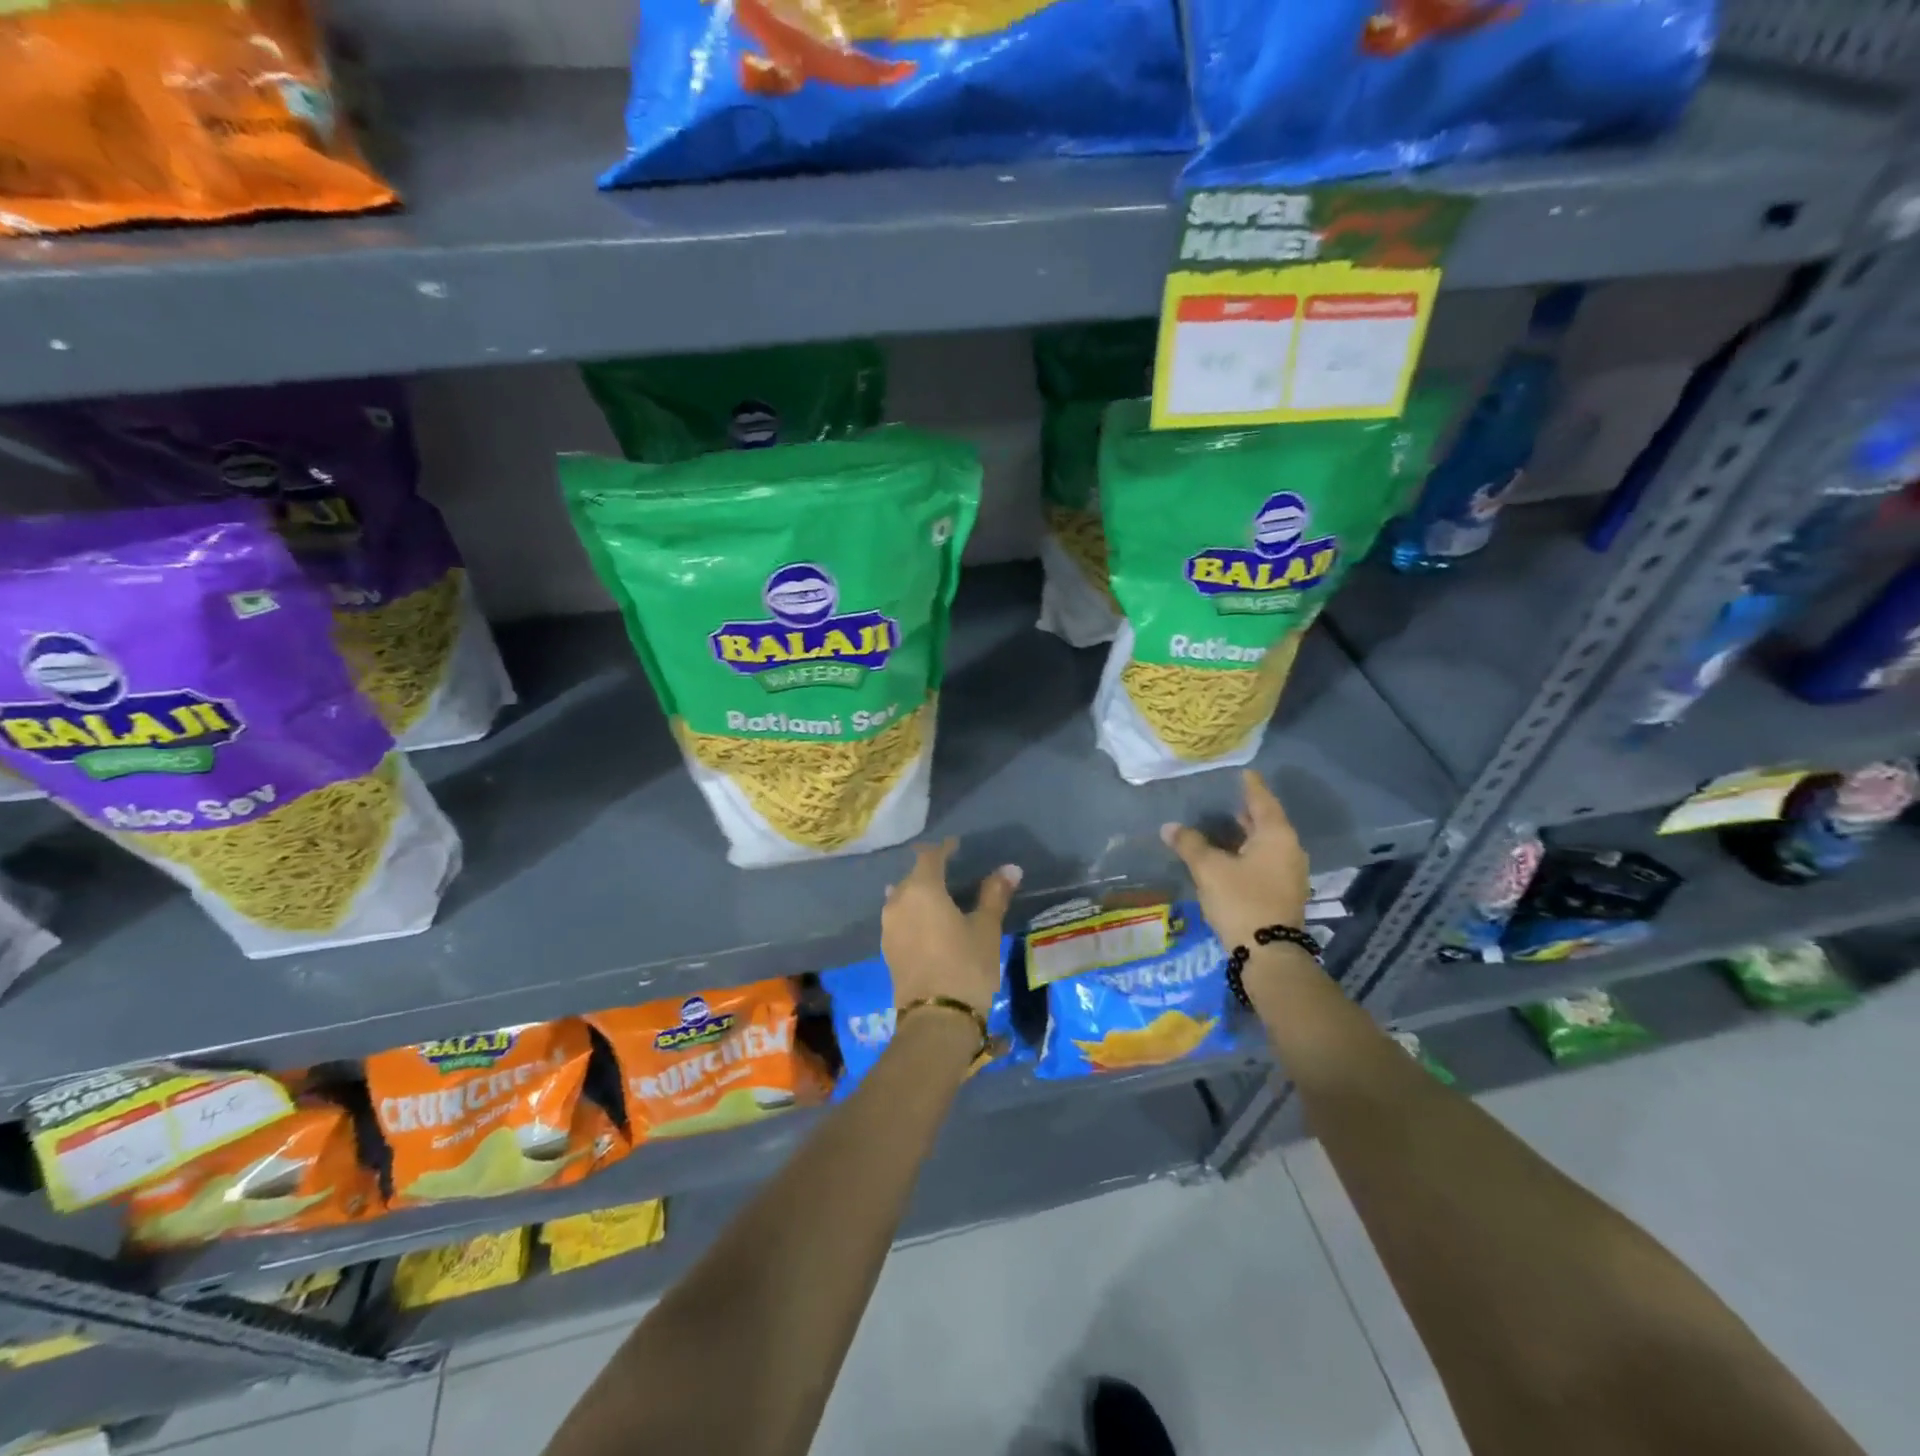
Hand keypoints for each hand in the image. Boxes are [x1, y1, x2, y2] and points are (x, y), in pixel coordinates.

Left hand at [881, 839, 1021, 1016]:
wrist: (936, 1019)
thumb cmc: (966, 965)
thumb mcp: (986, 928)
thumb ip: (994, 895)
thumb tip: (1010, 868)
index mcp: (922, 889)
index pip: (930, 857)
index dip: (944, 849)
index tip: (957, 846)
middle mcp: (898, 901)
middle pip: (912, 876)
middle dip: (930, 869)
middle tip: (950, 869)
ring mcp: (889, 926)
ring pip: (902, 897)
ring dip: (918, 891)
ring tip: (938, 894)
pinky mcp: (888, 948)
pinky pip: (899, 918)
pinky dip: (912, 912)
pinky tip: (925, 921)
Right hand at [1161, 770, 1310, 951]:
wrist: (1268, 953)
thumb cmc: (1241, 900)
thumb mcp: (1209, 869)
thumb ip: (1190, 844)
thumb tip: (1169, 827)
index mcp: (1276, 836)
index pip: (1262, 800)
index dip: (1250, 786)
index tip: (1243, 772)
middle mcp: (1289, 849)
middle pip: (1267, 822)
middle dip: (1248, 811)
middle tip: (1228, 798)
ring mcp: (1290, 873)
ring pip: (1267, 843)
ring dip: (1247, 834)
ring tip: (1225, 825)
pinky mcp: (1284, 892)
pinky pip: (1266, 860)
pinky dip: (1249, 852)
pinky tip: (1231, 855)